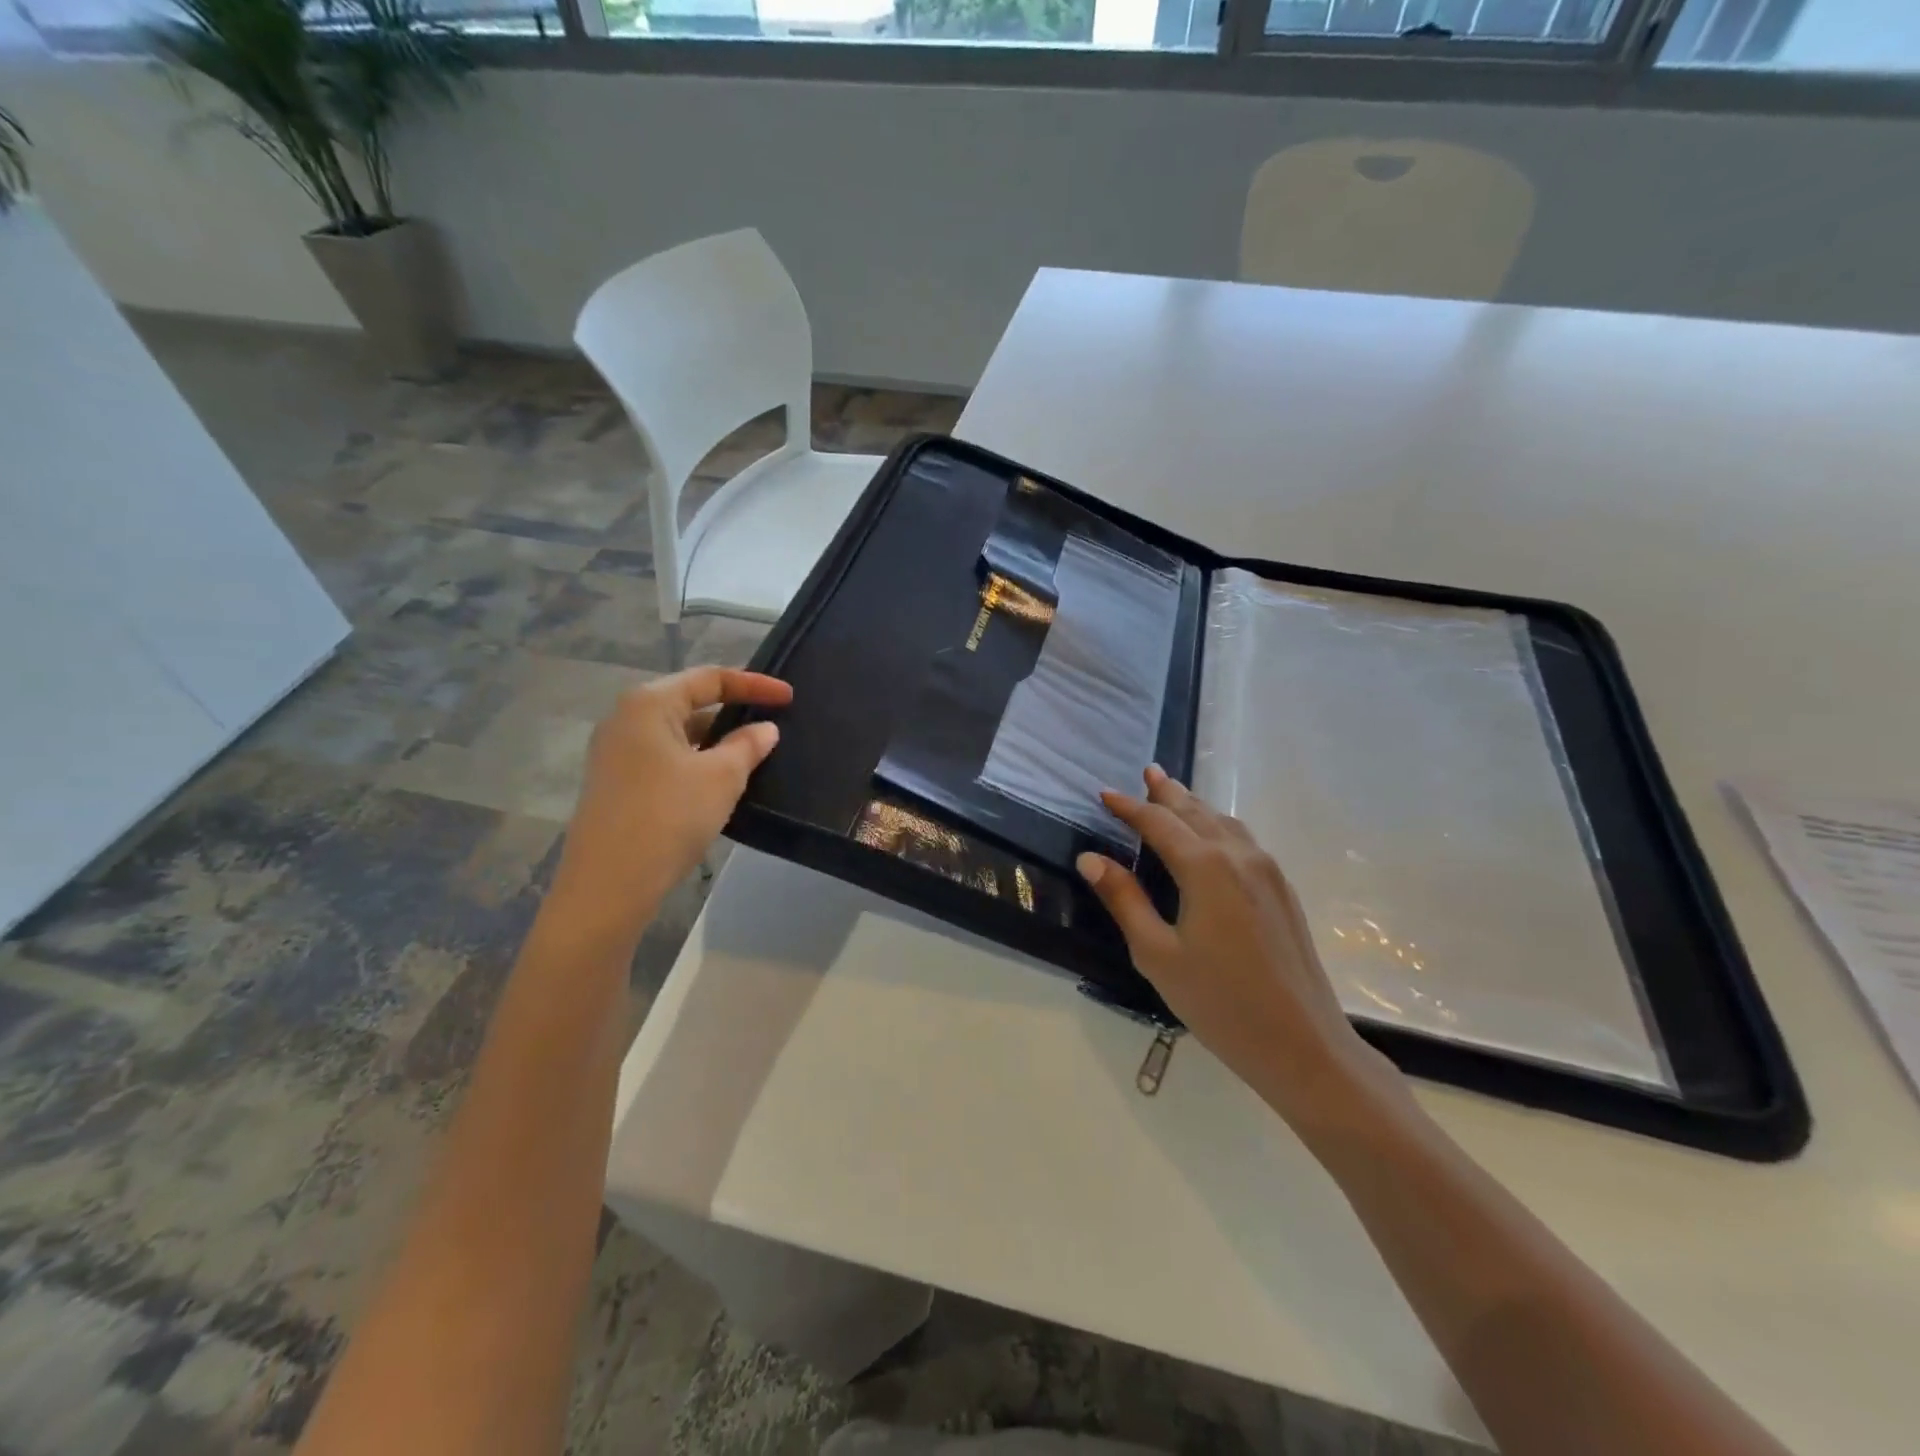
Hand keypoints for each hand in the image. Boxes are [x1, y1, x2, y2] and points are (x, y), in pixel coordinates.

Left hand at [548, 667, 791, 943]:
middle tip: (772, 722)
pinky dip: (696, 761)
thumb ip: (748, 745)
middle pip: (690, 701)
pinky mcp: (616, 783)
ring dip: (716, 740)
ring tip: (753, 754)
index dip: (754, 684)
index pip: (710, 678)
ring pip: (678, 734)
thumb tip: (765, 729)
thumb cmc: (668, 817)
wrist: (609, 884)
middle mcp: (625, 719)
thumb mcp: (721, 778)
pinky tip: (720, 783)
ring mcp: (616, 753)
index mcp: (649, 703)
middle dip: (733, 711)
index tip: (789, 698)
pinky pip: (666, 758)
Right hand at [1078, 766, 1401, 1123]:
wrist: (1303, 1044)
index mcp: (1205, 867)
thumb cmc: (1219, 1002)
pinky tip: (1212, 836)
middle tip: (1147, 772)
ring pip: (1224, 823)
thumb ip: (1124, 899)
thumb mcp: (1157, 953)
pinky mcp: (1282, 891)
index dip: (1128, 807)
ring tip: (1174, 795)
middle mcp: (1239, 856)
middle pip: (1196, 812)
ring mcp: (1268, 871)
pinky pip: (1244, 840)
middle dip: (1167, 792)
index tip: (1104, 794)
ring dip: (1195, 805)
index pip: (1158, 823)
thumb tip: (1090, 858)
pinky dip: (1218, 826)